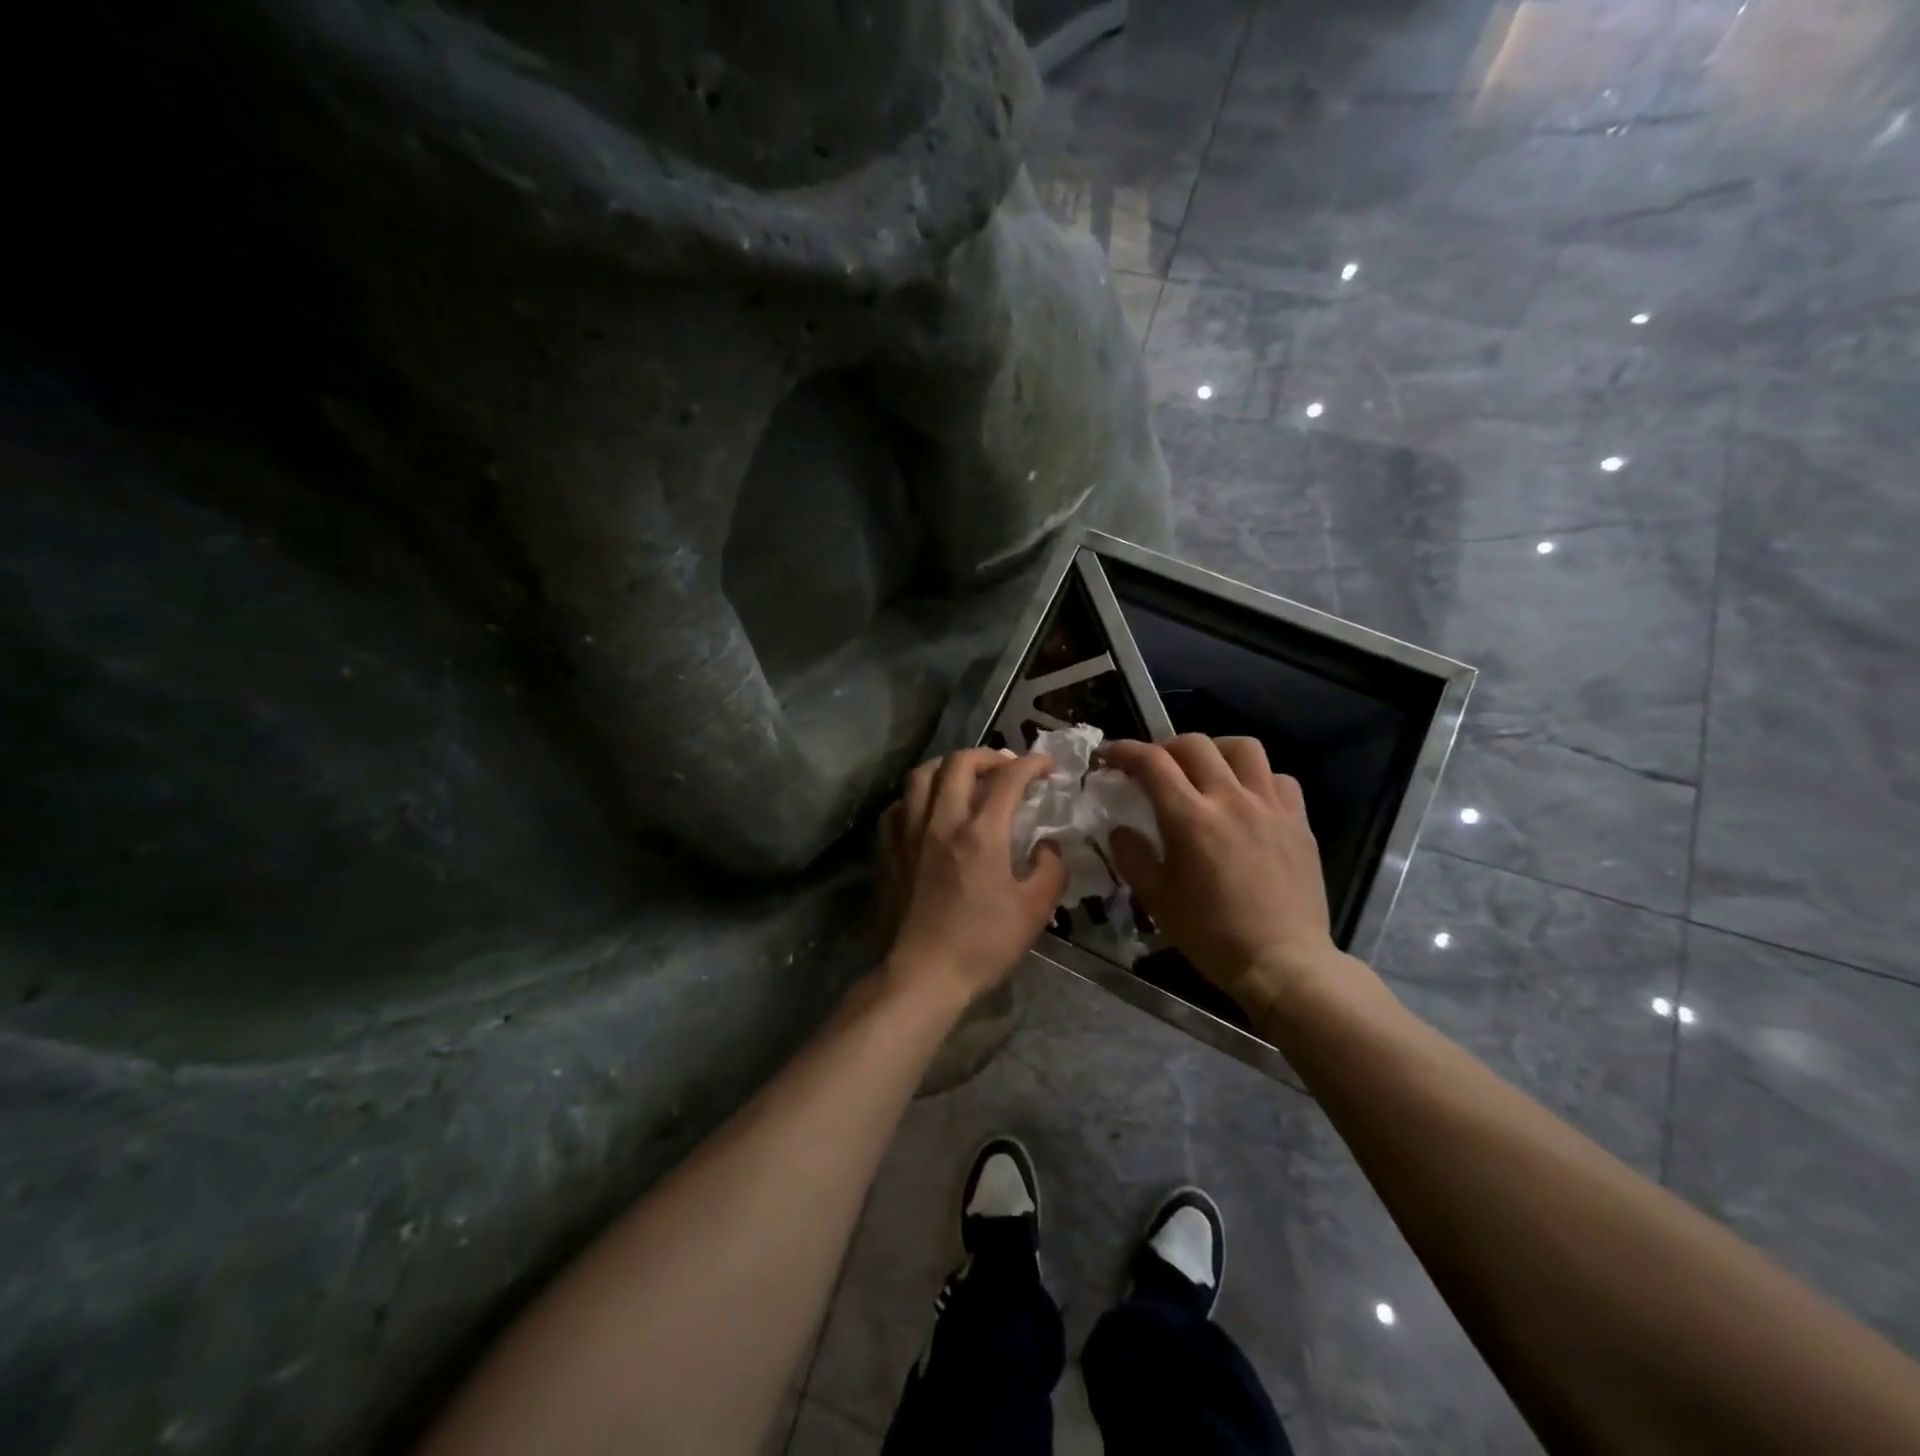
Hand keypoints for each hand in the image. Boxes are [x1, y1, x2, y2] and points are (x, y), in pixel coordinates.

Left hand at [878, 748, 1066, 1007]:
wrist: (922, 975)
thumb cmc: (982, 945)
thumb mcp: (1034, 912)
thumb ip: (1050, 870)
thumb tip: (1047, 846)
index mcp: (981, 833)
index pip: (1008, 778)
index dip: (1032, 763)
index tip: (1047, 766)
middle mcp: (941, 822)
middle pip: (959, 763)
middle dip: (988, 756)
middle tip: (1006, 767)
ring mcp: (909, 834)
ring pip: (921, 776)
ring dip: (947, 767)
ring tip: (964, 778)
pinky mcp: (889, 851)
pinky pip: (898, 807)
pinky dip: (916, 798)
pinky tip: (928, 811)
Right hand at [1103, 735, 1344, 1018]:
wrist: (1282, 963)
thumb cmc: (1211, 935)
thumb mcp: (1157, 900)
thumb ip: (1132, 857)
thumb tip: (1120, 830)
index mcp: (1190, 818)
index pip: (1152, 762)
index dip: (1124, 751)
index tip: (1109, 757)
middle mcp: (1230, 799)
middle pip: (1194, 744)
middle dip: (1165, 748)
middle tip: (1155, 769)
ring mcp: (1270, 806)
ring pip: (1243, 748)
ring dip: (1216, 750)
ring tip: (1206, 772)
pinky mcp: (1299, 820)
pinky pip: (1278, 778)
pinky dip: (1257, 779)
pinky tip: (1248, 799)